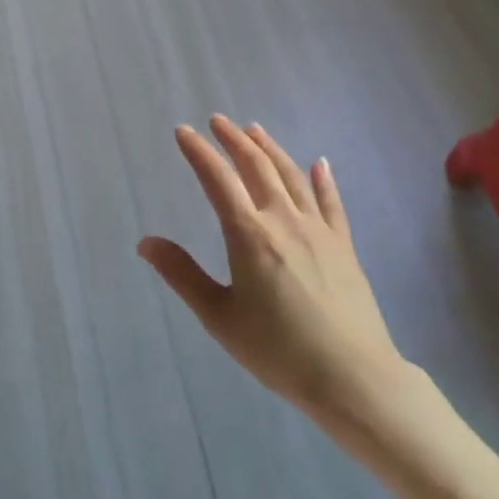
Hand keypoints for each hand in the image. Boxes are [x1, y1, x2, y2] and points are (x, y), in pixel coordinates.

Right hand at [140, 117, 407, 426]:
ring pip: (291, 175)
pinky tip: (320, 163)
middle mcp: (283, 220)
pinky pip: (331, 202)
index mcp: (249, 235)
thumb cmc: (278, 351)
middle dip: (234, 140)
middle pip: (256, 166)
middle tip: (218, 121)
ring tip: (255, 129)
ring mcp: (318, 230)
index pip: (218, 180)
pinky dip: (323, 179)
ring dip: (271, 148)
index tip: (183, 131)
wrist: (353, 378)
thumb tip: (146, 242)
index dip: (199, 152)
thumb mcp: (219, 317)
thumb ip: (183, 275)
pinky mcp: (344, 245)